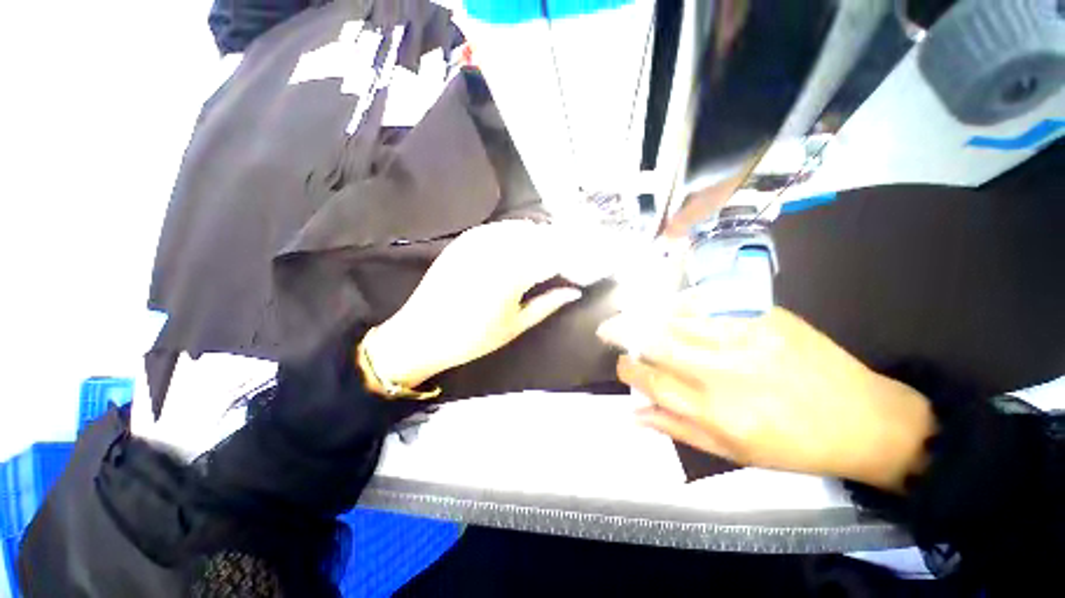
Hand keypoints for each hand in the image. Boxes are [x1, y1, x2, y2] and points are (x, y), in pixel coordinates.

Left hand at [363, 221, 583, 389]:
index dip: (575, 261)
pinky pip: (499, 228)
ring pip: (521, 228)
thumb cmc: (472, 338)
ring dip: (540, 236)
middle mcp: (498, 249)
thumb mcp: (516, 325)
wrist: (421, 333)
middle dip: (561, 245)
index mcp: (513, 274)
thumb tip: (574, 291)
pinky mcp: (465, 240)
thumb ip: (547, 304)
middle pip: (541, 237)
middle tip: (571, 259)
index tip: (585, 269)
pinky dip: (516, 233)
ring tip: (550, 251)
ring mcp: (478, 240)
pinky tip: (522, 244)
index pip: (555, 257)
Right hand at [597, 304, 934, 490]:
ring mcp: (745, 338)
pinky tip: (670, 304)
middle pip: (656, 344)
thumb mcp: (732, 454)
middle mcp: (723, 373)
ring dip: (646, 315)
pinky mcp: (764, 316)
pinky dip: (681, 303)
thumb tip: (633, 413)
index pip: (651, 381)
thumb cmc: (793, 445)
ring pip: (676, 318)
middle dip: (624, 334)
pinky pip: (709, 303)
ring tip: (630, 314)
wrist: (862, 418)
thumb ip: (676, 429)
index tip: (621, 363)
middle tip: (608, 329)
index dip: (628, 369)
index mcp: (715, 412)